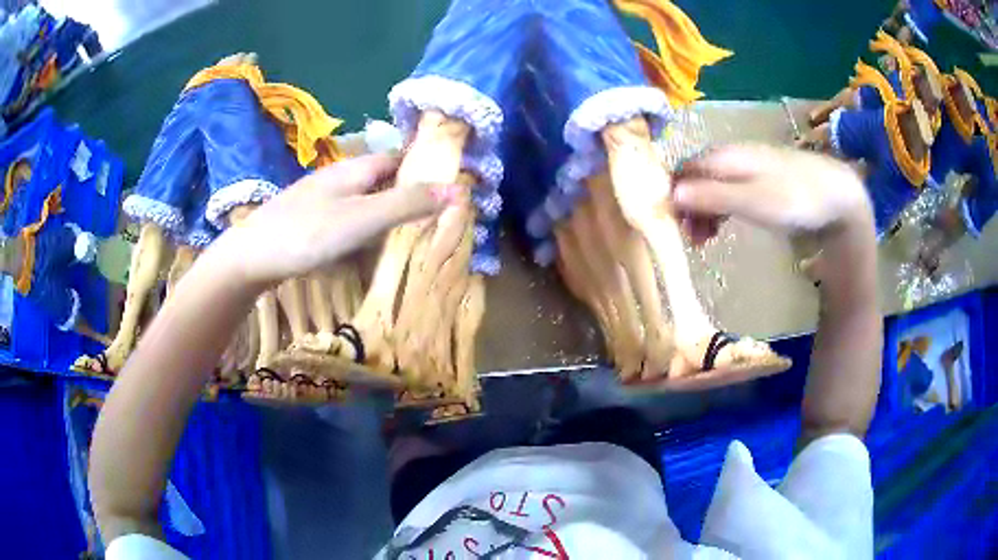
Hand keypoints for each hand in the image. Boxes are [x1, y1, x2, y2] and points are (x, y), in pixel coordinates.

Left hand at [214, 153, 458, 285]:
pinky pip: (345, 219)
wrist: (249, 258)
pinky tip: (362, 248)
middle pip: (380, 179)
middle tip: (431, 218)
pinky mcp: (308, 221)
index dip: (422, 167)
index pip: (397, 158)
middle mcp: (338, 178)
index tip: (447, 185)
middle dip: (405, 193)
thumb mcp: (362, 219)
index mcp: (354, 169)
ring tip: (404, 236)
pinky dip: (361, 229)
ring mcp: (320, 200)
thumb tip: (458, 189)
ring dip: (383, 213)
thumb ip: (407, 204)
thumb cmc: (307, 233)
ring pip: (362, 200)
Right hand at [672, 144, 873, 235]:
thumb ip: (712, 196)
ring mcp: (746, 165)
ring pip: (710, 184)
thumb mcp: (753, 202)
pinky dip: (719, 209)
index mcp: (724, 156)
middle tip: (689, 240)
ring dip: (702, 211)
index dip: (671, 196)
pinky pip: (727, 189)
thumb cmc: (795, 199)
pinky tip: (722, 226)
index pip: (682, 171)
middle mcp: (730, 155)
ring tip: (704, 240)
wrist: (837, 195)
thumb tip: (670, 194)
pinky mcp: (759, 178)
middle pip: (694, 177)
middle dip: (686, 207)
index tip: (670, 227)